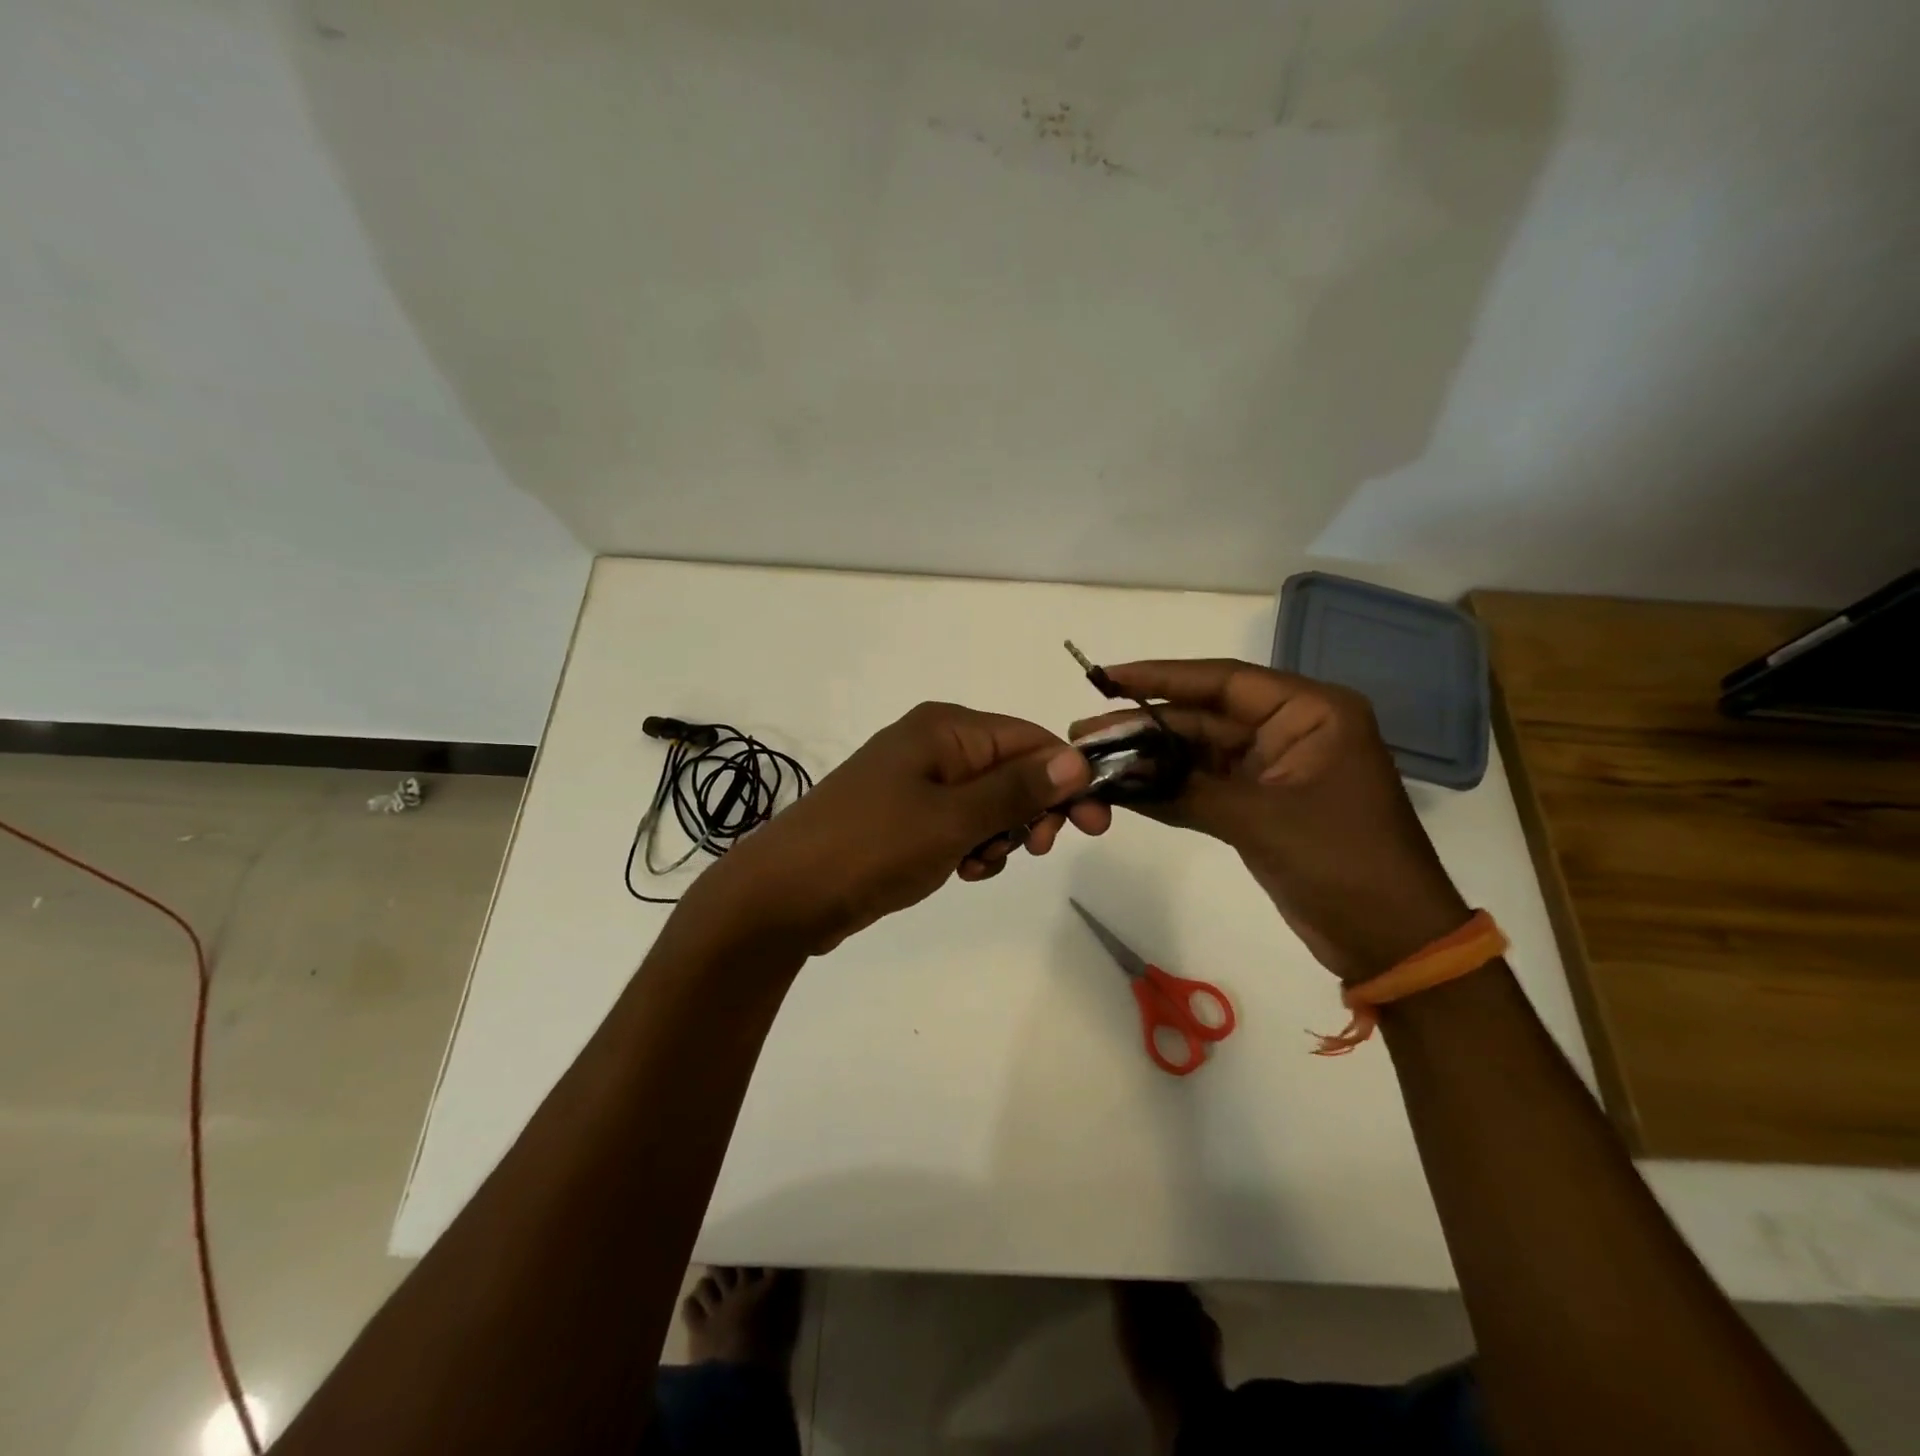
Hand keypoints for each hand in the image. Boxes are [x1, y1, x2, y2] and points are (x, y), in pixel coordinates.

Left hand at [685, 702, 1110, 955]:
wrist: (785, 895)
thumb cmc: (872, 846)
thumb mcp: (953, 819)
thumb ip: (1017, 789)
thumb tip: (1078, 757)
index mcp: (945, 729)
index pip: (1030, 739)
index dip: (1067, 778)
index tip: (1095, 824)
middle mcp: (933, 745)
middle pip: (1011, 769)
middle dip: (1031, 810)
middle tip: (1036, 849)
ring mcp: (916, 782)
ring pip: (988, 803)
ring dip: (999, 835)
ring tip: (977, 864)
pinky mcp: (905, 817)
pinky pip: (959, 824)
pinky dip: (971, 847)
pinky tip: (961, 871)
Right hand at [1072, 660, 1467, 980]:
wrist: (1391, 941)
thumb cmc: (1343, 863)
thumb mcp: (1263, 820)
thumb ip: (1187, 789)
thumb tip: (1116, 774)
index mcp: (1311, 713)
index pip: (1224, 681)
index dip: (1161, 676)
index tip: (1107, 678)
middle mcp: (1291, 730)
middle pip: (1204, 718)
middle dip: (1144, 726)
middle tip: (1084, 736)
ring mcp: (1273, 769)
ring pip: (1198, 753)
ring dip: (1150, 759)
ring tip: (1093, 761)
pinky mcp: (1260, 805)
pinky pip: (1203, 786)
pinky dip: (1166, 789)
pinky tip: (1122, 790)